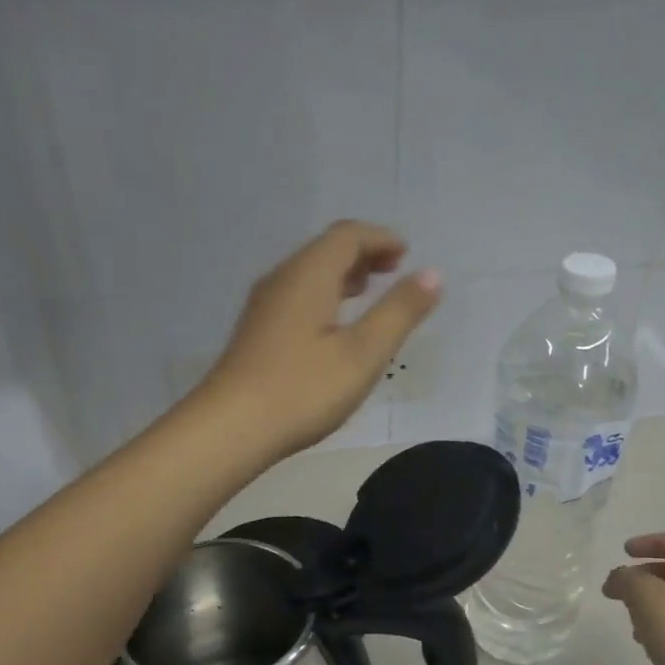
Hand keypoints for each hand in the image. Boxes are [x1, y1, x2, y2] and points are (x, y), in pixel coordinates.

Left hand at [202, 221, 442, 458]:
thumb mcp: (363, 354)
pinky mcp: (257, 331)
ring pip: (309, 273)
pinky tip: (335, 325)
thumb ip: (399, 312)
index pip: (347, 236)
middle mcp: (282, 279)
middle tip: (395, 270)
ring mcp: (264, 306)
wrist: (230, 429)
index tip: (407, 254)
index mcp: (309, 275)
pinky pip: (297, 295)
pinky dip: (325, 294)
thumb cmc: (303, 390)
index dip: (381, 238)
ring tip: (370, 291)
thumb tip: (433, 274)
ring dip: (343, 274)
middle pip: (326, 249)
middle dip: (363, 253)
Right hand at [602, 531, 664, 664]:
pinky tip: (641, 637)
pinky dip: (657, 622)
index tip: (626, 552)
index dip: (653, 540)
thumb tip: (617, 580)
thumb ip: (624, 577)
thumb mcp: (643, 592)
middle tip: (622, 584)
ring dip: (649, 599)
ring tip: (628, 611)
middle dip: (646, 573)